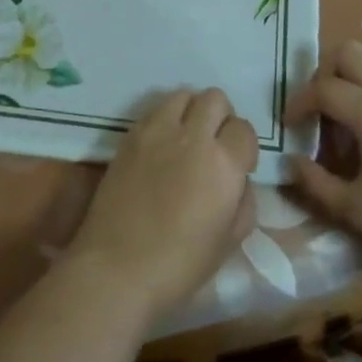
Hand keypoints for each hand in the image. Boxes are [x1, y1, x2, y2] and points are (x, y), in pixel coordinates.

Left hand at [66, 88, 256, 321]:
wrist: (117, 266)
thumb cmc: (179, 264)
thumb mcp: (230, 241)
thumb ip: (244, 200)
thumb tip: (238, 179)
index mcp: (223, 163)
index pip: (244, 129)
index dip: (244, 147)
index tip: (238, 167)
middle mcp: (192, 136)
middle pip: (215, 98)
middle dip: (221, 118)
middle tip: (214, 145)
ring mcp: (158, 131)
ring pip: (184, 94)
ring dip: (192, 111)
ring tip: (186, 138)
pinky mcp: (130, 134)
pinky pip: (155, 109)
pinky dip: (165, 118)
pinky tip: (161, 146)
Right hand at [286, 40, 361, 274]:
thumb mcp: (358, 210)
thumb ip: (316, 184)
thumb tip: (291, 161)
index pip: (323, 88)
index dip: (299, 102)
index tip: (289, 124)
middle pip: (349, 51)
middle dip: (324, 73)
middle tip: (319, 109)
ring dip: (352, 72)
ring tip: (346, 110)